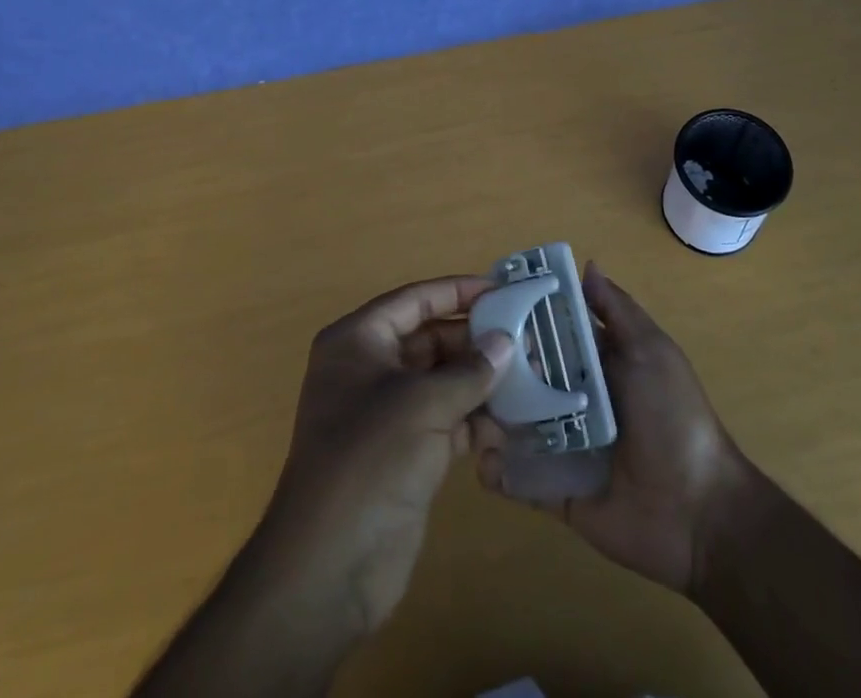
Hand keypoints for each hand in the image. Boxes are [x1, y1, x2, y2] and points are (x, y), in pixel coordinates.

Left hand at [258, 275, 515, 637]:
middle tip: (526, 338)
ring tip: (530, 376)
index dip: (457, 291)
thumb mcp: (422, 404)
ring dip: (481, 380)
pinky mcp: (405, 452)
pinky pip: (447, 419)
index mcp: (358, 341)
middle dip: (476, 340)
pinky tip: (513, 420)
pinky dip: (476, 418)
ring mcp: (387, 413)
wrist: (330, 568)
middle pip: (430, 339)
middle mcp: (369, 369)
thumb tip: (506, 341)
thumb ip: (469, 370)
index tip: (502, 290)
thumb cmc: (370, 459)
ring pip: (442, 381)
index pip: (415, 301)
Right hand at [471, 263, 747, 593]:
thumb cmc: (674, 418)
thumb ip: (617, 311)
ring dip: (490, 414)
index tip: (486, 302)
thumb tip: (587, 265)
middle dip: (498, 367)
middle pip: (528, 376)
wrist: (699, 513)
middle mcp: (576, 399)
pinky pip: (519, 476)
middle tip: (462, 357)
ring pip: (516, 423)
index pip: (553, 333)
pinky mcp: (556, 489)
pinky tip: (478, 455)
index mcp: (599, 364)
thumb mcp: (652, 352)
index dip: (524, 317)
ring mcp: (564, 445)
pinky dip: (496, 468)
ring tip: (460, 404)